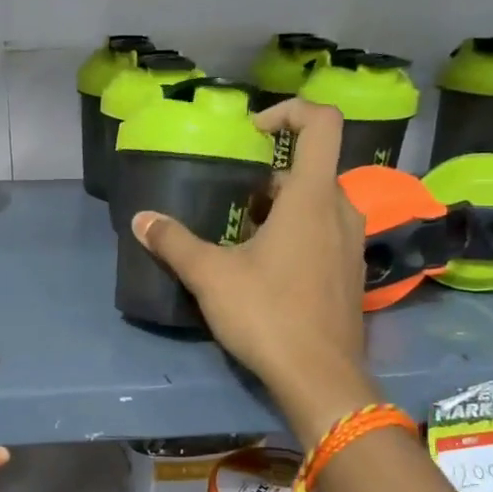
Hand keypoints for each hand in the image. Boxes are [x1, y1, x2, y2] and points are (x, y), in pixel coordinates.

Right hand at [131, 99, 379, 445]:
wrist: (320, 378)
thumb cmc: (268, 315)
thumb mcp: (211, 276)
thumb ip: (174, 242)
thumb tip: (141, 220)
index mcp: (312, 197)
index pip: (322, 123)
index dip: (289, 112)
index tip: (253, 132)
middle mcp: (341, 211)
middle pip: (309, 171)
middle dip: (268, 179)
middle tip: (230, 204)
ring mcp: (351, 245)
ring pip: (316, 206)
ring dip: (280, 210)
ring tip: (240, 239)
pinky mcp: (351, 275)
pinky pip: (324, 235)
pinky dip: (296, 236)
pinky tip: (264, 272)